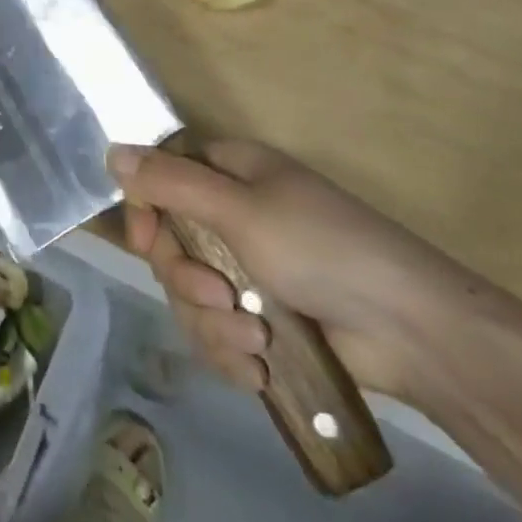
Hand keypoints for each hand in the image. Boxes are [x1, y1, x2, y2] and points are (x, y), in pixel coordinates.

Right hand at [111, 139, 486, 404]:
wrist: (410, 331)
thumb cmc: (321, 248)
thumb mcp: (239, 209)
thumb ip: (170, 183)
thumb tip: (111, 152)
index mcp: (230, 175)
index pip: (161, 178)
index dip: (145, 209)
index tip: (145, 241)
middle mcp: (232, 217)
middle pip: (169, 244)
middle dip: (187, 280)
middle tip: (219, 296)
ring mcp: (247, 271)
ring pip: (189, 296)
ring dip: (213, 323)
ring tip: (256, 340)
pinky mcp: (260, 320)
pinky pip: (215, 333)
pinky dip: (231, 352)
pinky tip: (259, 369)